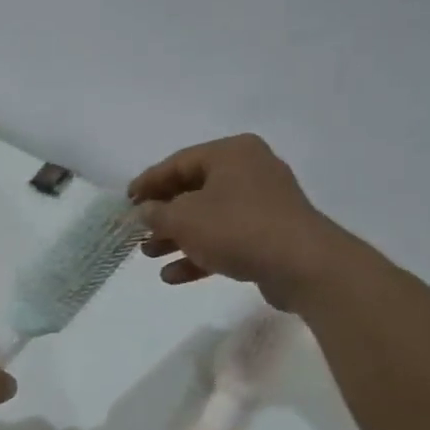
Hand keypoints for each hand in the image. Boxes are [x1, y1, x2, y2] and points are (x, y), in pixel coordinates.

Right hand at [128, 135, 335, 308]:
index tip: (126, 201)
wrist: (303, 266)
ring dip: (177, 237)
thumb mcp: (184, 219)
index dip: (148, 182)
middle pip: (193, 190)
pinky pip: (226, 239)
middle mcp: (249, 171)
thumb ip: (157, 213)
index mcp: (231, 153)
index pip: (178, 162)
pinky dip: (200, 253)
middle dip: (162, 214)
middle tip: (138, 230)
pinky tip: (173, 276)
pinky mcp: (269, 235)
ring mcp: (262, 205)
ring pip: (208, 218)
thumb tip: (145, 211)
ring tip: (150, 255)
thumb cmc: (237, 228)